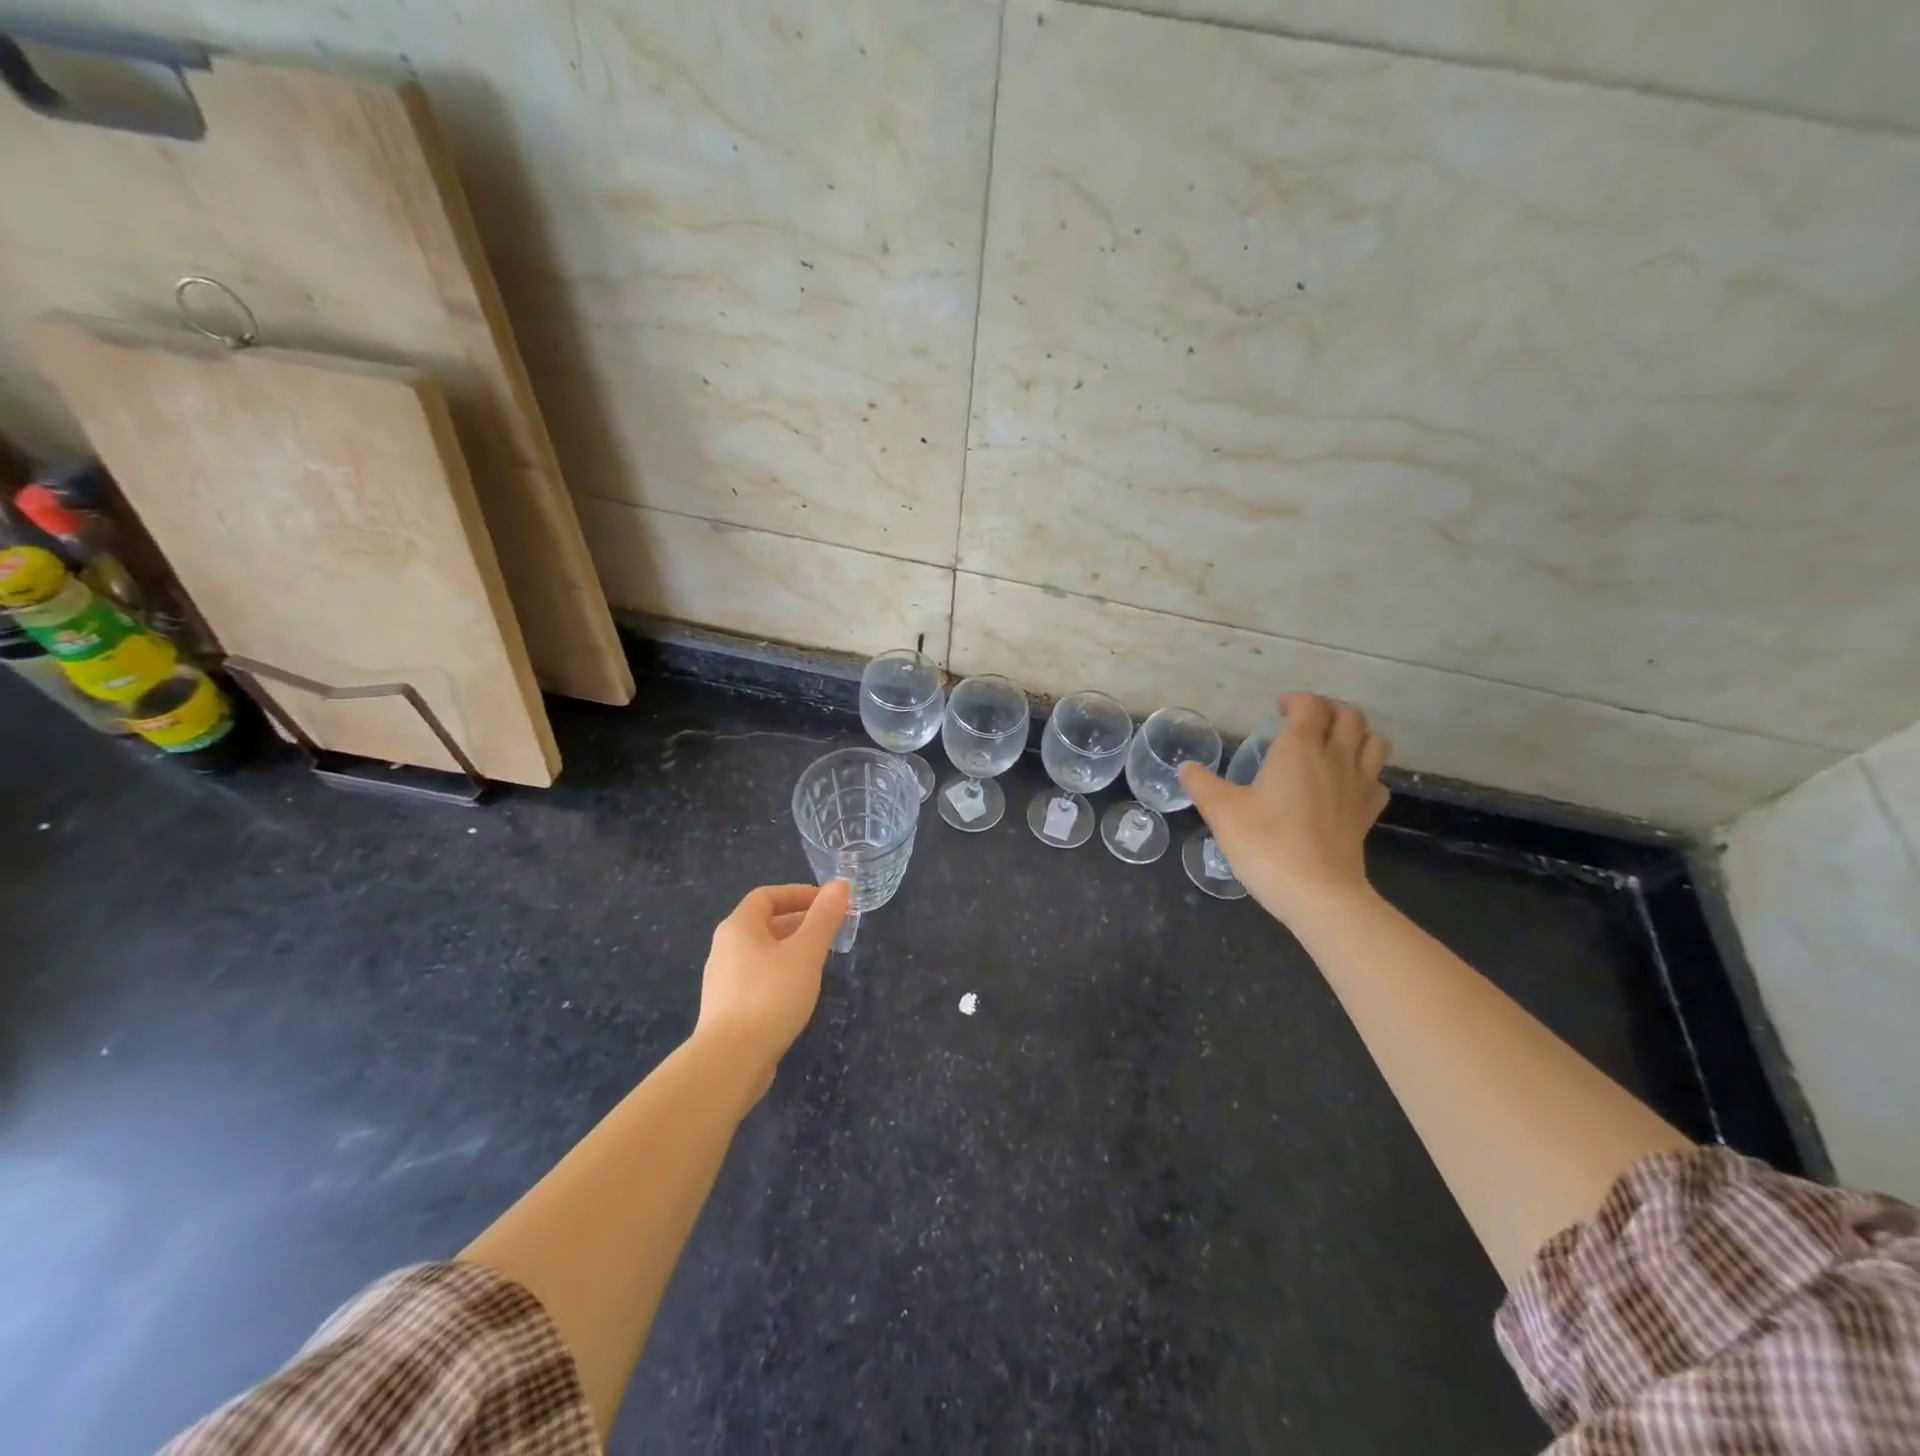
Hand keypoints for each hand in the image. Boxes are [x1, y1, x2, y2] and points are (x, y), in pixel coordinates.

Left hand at [693, 881, 848, 1105]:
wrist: (731, 1060)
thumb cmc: (770, 996)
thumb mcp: (805, 952)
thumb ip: (824, 917)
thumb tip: (840, 884)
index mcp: (738, 927)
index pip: (767, 895)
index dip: (799, 893)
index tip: (829, 903)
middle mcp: (725, 948)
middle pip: (765, 922)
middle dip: (801, 921)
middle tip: (833, 930)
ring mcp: (724, 980)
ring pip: (763, 952)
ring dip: (793, 948)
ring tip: (822, 958)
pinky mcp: (729, 1008)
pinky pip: (759, 977)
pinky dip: (782, 972)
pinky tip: (801, 990)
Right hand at [1179, 693, 1390, 927]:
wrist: (1317, 892)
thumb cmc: (1266, 843)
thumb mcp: (1222, 812)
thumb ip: (1202, 784)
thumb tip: (1188, 769)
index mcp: (1299, 749)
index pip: (1309, 706)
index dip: (1296, 700)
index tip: (1278, 708)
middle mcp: (1335, 759)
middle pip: (1349, 716)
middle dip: (1329, 709)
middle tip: (1305, 720)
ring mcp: (1358, 786)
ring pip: (1374, 742)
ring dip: (1356, 733)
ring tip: (1333, 742)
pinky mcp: (1367, 815)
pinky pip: (1377, 779)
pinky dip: (1366, 771)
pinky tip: (1347, 783)